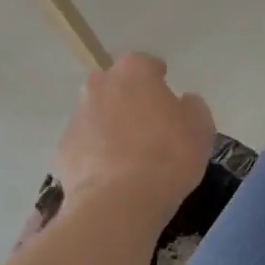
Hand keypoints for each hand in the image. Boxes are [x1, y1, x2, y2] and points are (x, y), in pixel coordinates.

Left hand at [54, 53, 215, 210]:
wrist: (120, 201)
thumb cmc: (168, 155)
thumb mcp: (200, 127)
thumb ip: (191, 107)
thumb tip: (182, 103)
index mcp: (133, 72)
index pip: (146, 64)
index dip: (158, 78)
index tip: (167, 94)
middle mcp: (100, 86)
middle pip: (115, 85)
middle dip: (128, 98)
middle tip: (148, 124)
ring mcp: (77, 117)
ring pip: (97, 114)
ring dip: (110, 126)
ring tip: (129, 155)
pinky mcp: (63, 149)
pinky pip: (85, 145)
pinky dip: (96, 154)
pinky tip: (111, 175)